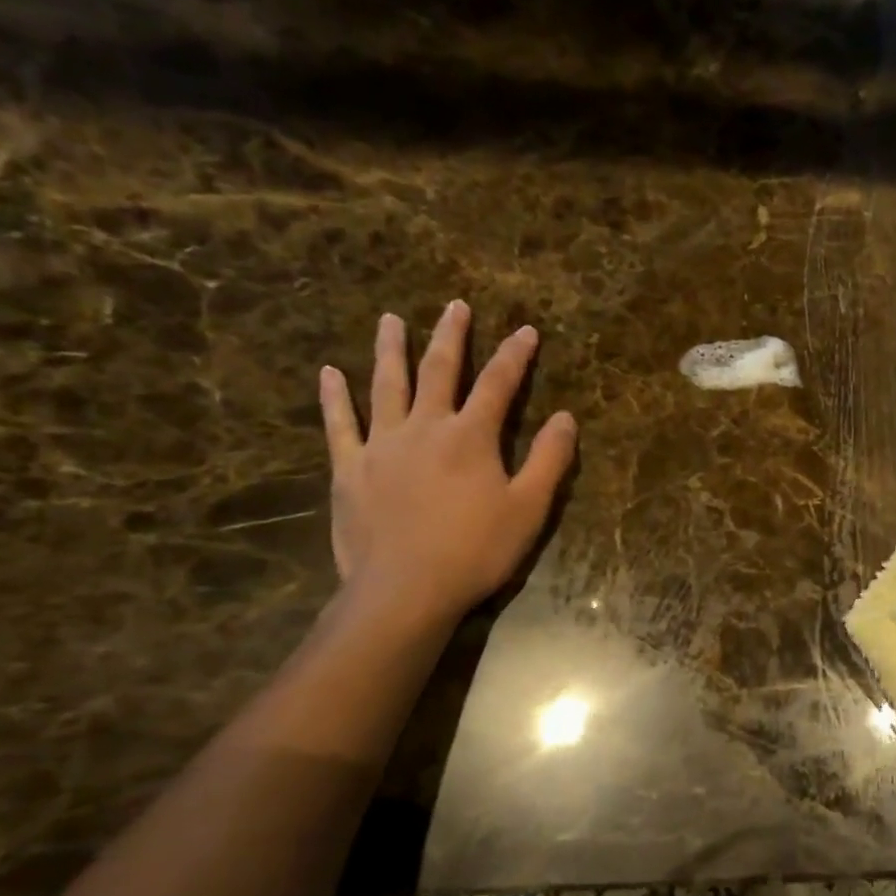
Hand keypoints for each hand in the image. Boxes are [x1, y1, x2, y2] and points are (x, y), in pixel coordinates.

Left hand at [319, 302, 576, 626]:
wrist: (405, 590)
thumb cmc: (476, 550)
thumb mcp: (529, 508)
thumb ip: (550, 460)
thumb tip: (566, 418)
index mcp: (471, 436)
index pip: (499, 384)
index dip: (515, 355)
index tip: (526, 330)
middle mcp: (425, 427)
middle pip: (439, 370)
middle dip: (451, 336)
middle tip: (455, 305)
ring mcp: (382, 445)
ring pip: (386, 385)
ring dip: (390, 350)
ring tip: (390, 320)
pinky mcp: (350, 469)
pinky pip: (339, 425)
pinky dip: (334, 397)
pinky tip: (329, 373)